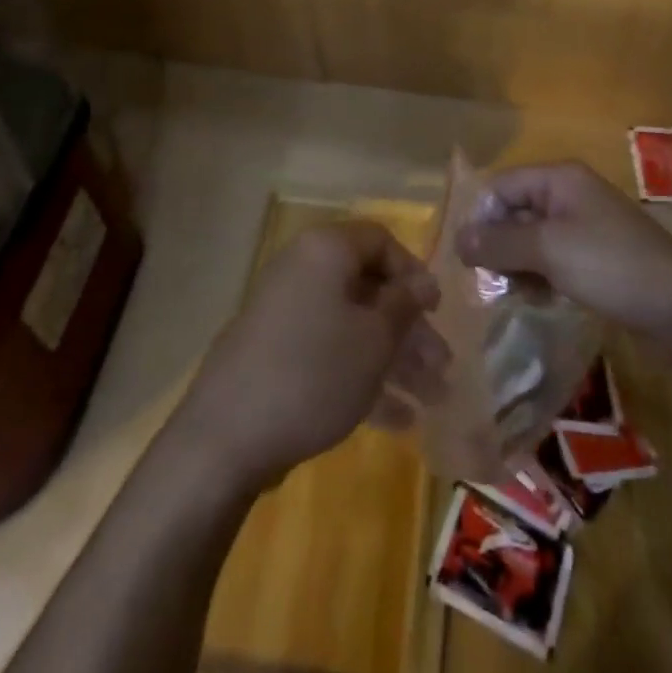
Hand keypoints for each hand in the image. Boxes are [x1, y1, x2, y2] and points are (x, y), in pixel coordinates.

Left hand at [176, 221, 449, 490]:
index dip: (413, 271)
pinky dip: (362, 377)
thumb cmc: (314, 370)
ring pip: (353, 325)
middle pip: (369, 288)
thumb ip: (404, 305)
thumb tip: (423, 282)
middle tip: (443, 366)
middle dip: (410, 328)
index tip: (436, 311)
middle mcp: (304, 270)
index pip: (379, 239)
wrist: (228, 433)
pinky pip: (330, 352)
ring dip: (395, 359)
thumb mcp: (373, 338)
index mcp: (326, 250)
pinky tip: (399, 420)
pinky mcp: (278, 353)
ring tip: (434, 400)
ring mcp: (287, 313)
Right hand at [455, 161, 671, 342]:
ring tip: (510, 295)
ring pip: (532, 238)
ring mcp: (585, 224)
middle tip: (487, 281)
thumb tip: (457, 239)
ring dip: (516, 264)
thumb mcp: (548, 250)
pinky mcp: (596, 254)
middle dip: (498, 244)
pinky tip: (536, 299)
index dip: (480, 217)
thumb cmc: (610, 265)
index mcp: (559, 178)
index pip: (501, 185)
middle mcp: (569, 193)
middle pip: (515, 211)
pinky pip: (553, 257)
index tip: (466, 257)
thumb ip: (499, 243)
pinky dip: (539, 275)